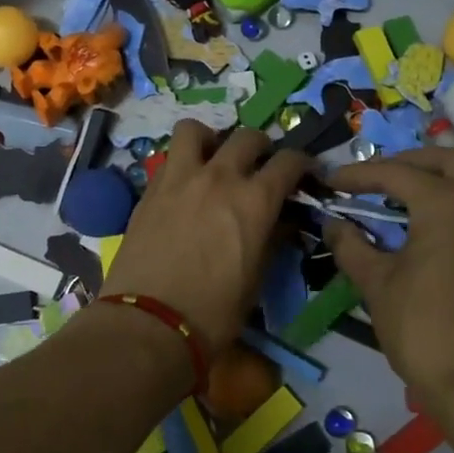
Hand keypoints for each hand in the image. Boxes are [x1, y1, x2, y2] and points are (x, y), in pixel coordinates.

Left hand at [101, 122, 311, 356]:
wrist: (149, 322)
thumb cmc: (214, 312)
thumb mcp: (256, 278)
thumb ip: (272, 239)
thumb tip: (282, 221)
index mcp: (254, 200)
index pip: (288, 162)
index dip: (302, 164)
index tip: (303, 174)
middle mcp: (219, 177)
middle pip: (247, 137)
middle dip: (261, 147)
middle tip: (260, 167)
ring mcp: (179, 178)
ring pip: (195, 130)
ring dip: (211, 139)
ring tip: (212, 159)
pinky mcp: (149, 189)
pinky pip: (168, 157)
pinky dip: (182, 162)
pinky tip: (185, 186)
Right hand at [323, 147, 453, 409]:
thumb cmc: (422, 326)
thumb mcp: (376, 283)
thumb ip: (351, 245)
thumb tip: (333, 223)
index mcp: (447, 204)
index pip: (396, 173)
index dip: (358, 175)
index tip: (330, 182)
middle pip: (446, 160)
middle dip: (407, 161)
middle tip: (373, 177)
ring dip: (432, 178)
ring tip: (393, 196)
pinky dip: (448, 200)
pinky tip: (420, 224)